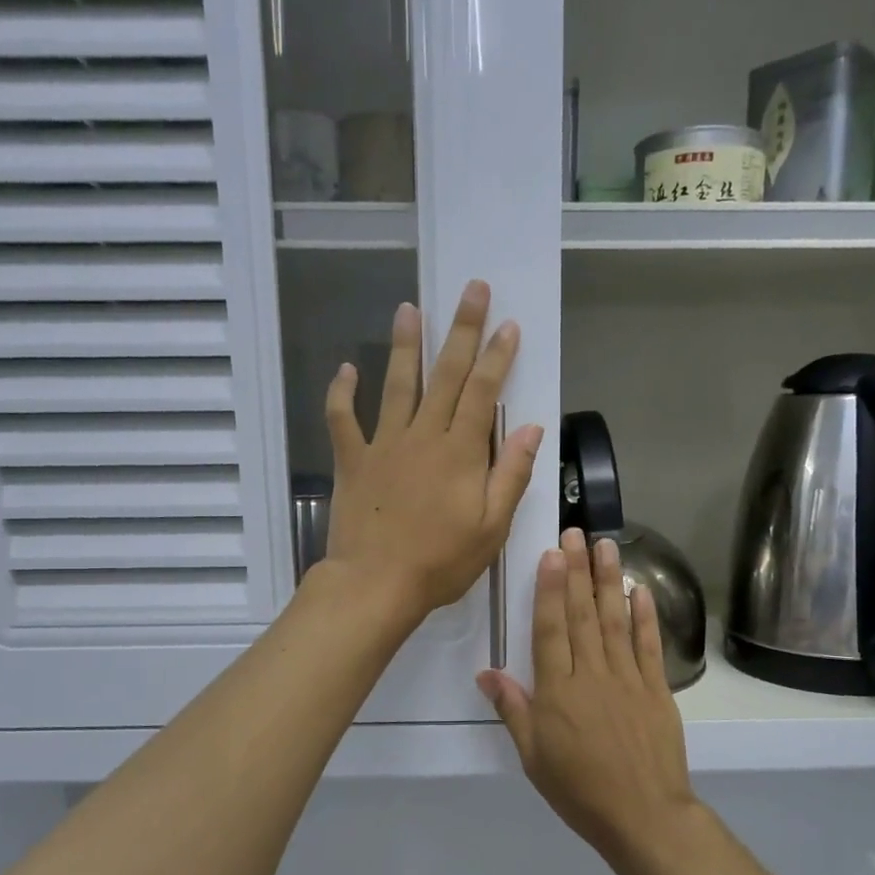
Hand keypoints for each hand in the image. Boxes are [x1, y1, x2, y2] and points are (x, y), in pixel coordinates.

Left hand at [321, 280, 542, 626]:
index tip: (507, 324)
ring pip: (396, 384)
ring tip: (409, 308)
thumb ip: (512, 475)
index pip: (484, 391)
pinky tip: (346, 369)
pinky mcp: (352, 461)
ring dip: (404, 344)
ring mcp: (383, 445)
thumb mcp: (492, 527)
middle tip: (470, 289)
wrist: (375, 585)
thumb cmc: (441, 562)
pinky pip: (343, 419)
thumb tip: (532, 428)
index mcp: (461, 453)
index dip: (497, 355)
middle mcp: (423, 437)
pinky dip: (342, 393)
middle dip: (461, 330)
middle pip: (445, 374)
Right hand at [478, 527, 699, 856]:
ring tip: (605, 546)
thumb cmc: (579, 790)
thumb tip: (487, 672)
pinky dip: (645, 615)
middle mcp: (593, 675)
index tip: (552, 554)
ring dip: (610, 581)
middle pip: (583, 615)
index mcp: (558, 691)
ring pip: (615, 620)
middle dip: (578, 571)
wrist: (643, 816)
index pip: (551, 629)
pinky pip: (648, 645)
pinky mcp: (657, 689)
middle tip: (576, 532)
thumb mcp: (533, 756)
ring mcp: (628, 678)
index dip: (551, 589)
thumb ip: (514, 709)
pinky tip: (640, 589)